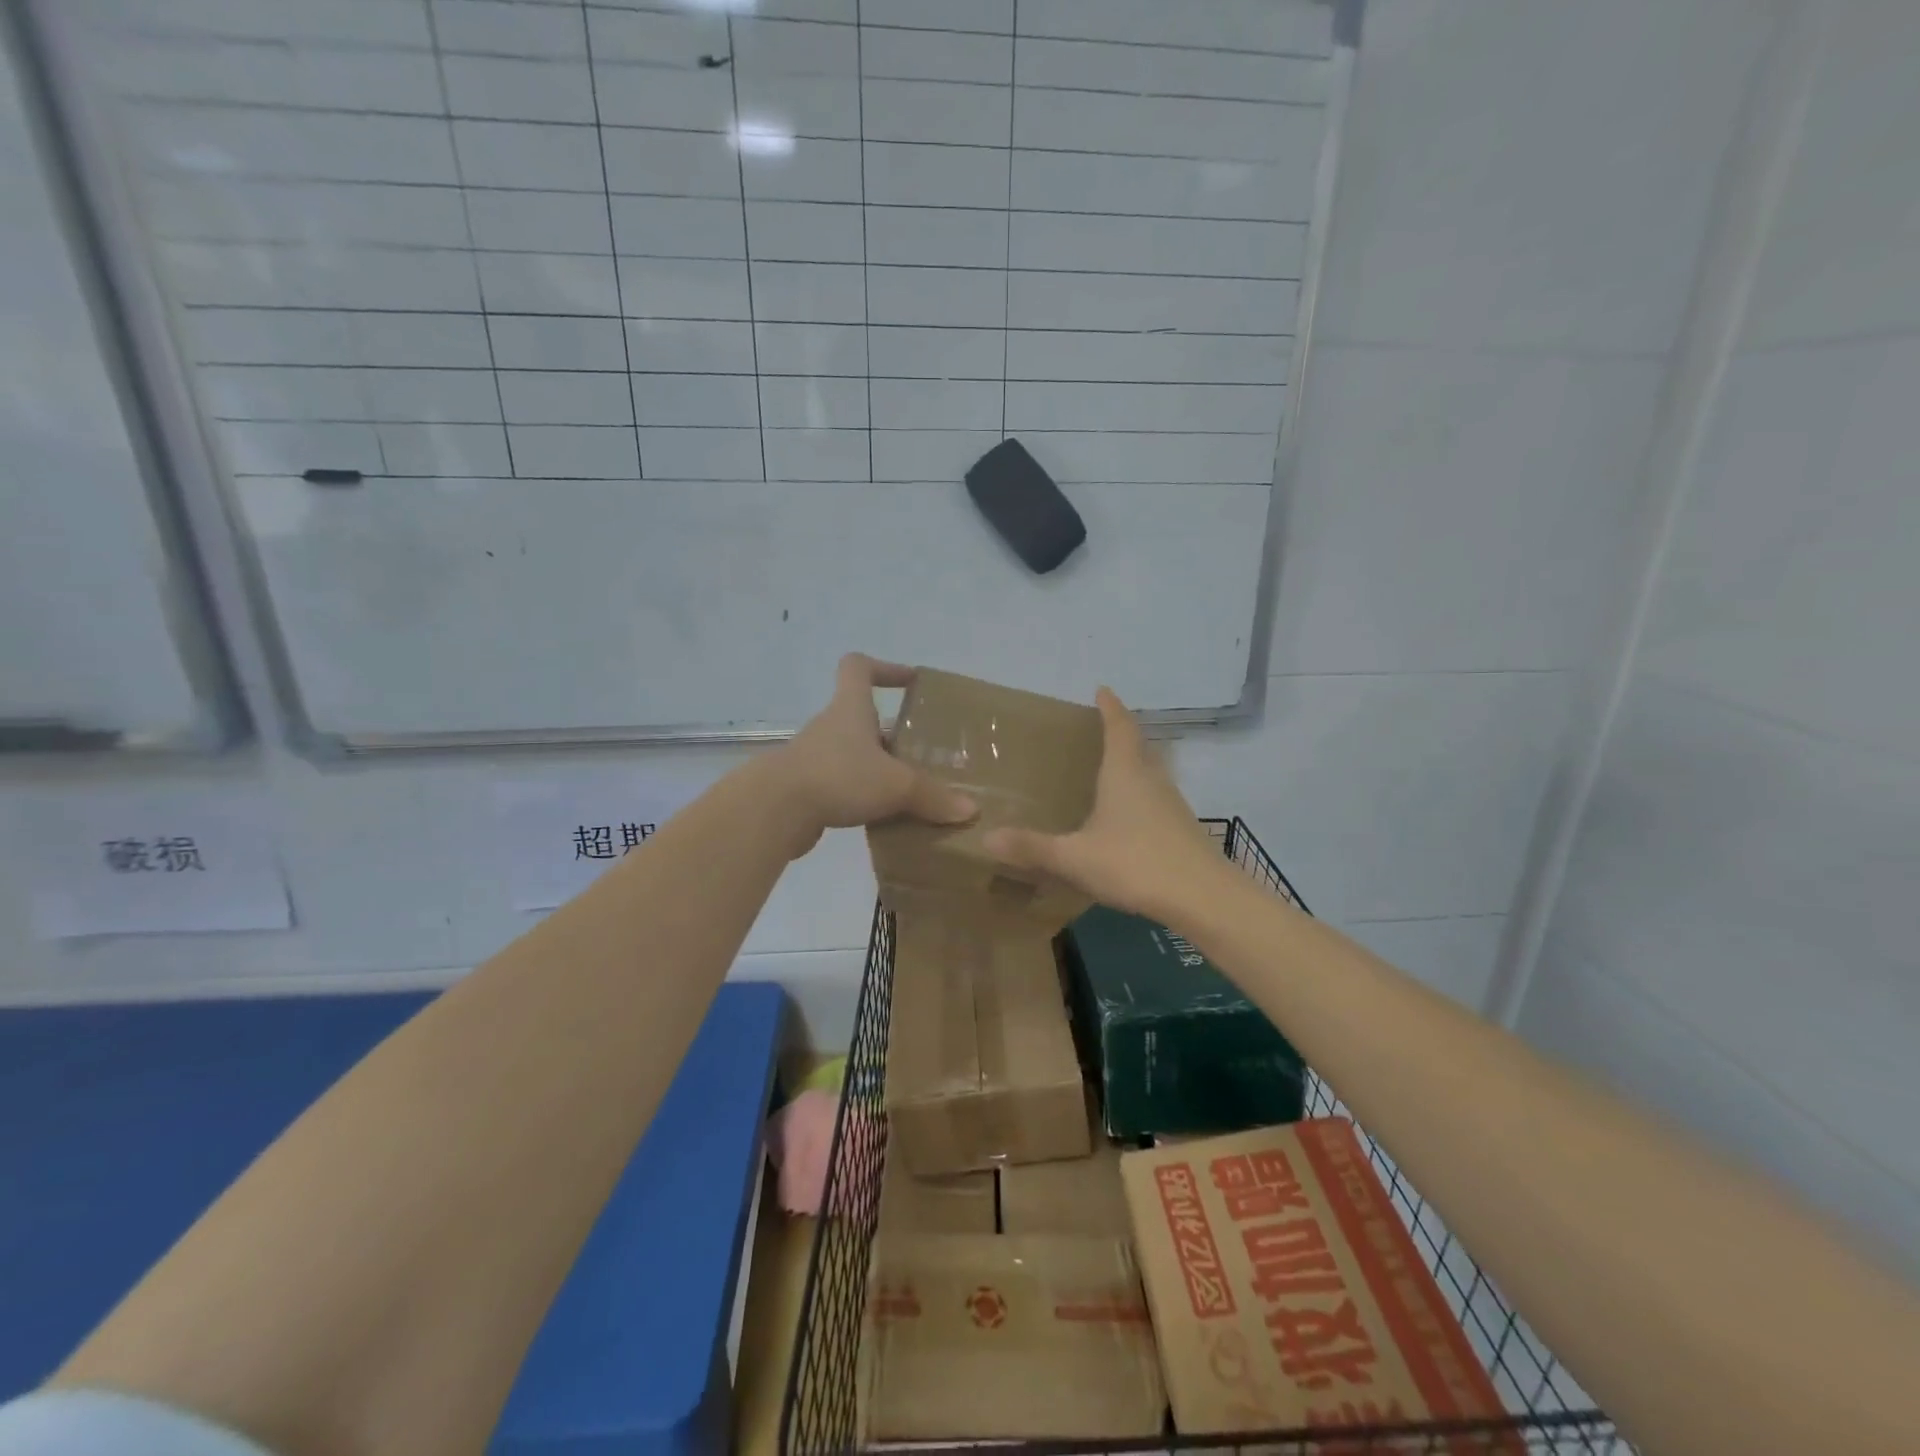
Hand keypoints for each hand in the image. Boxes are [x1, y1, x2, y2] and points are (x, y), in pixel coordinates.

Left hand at [771, 654, 976, 855]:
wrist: (775, 810)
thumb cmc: (839, 777)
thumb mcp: (896, 786)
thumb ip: (933, 797)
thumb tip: (970, 811)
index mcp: (850, 709)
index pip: (859, 667)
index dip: (884, 668)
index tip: (910, 681)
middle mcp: (831, 727)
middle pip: (862, 717)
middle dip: (892, 733)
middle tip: (923, 754)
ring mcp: (815, 758)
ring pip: (853, 754)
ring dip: (878, 767)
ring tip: (909, 791)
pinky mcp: (806, 789)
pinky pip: (842, 785)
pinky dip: (862, 796)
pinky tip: (883, 818)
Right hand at [982, 687, 1225, 922]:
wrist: (1203, 898)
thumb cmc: (1135, 863)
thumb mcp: (1075, 857)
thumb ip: (1032, 847)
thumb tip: (986, 837)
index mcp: (1125, 773)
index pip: (1119, 727)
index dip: (1110, 707)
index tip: (1102, 689)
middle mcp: (1151, 780)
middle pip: (1138, 746)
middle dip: (1121, 733)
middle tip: (1101, 729)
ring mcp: (1171, 804)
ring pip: (1150, 773)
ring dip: (1133, 764)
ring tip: (1111, 770)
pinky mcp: (1182, 829)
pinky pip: (1156, 799)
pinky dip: (1141, 795)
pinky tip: (1128, 817)